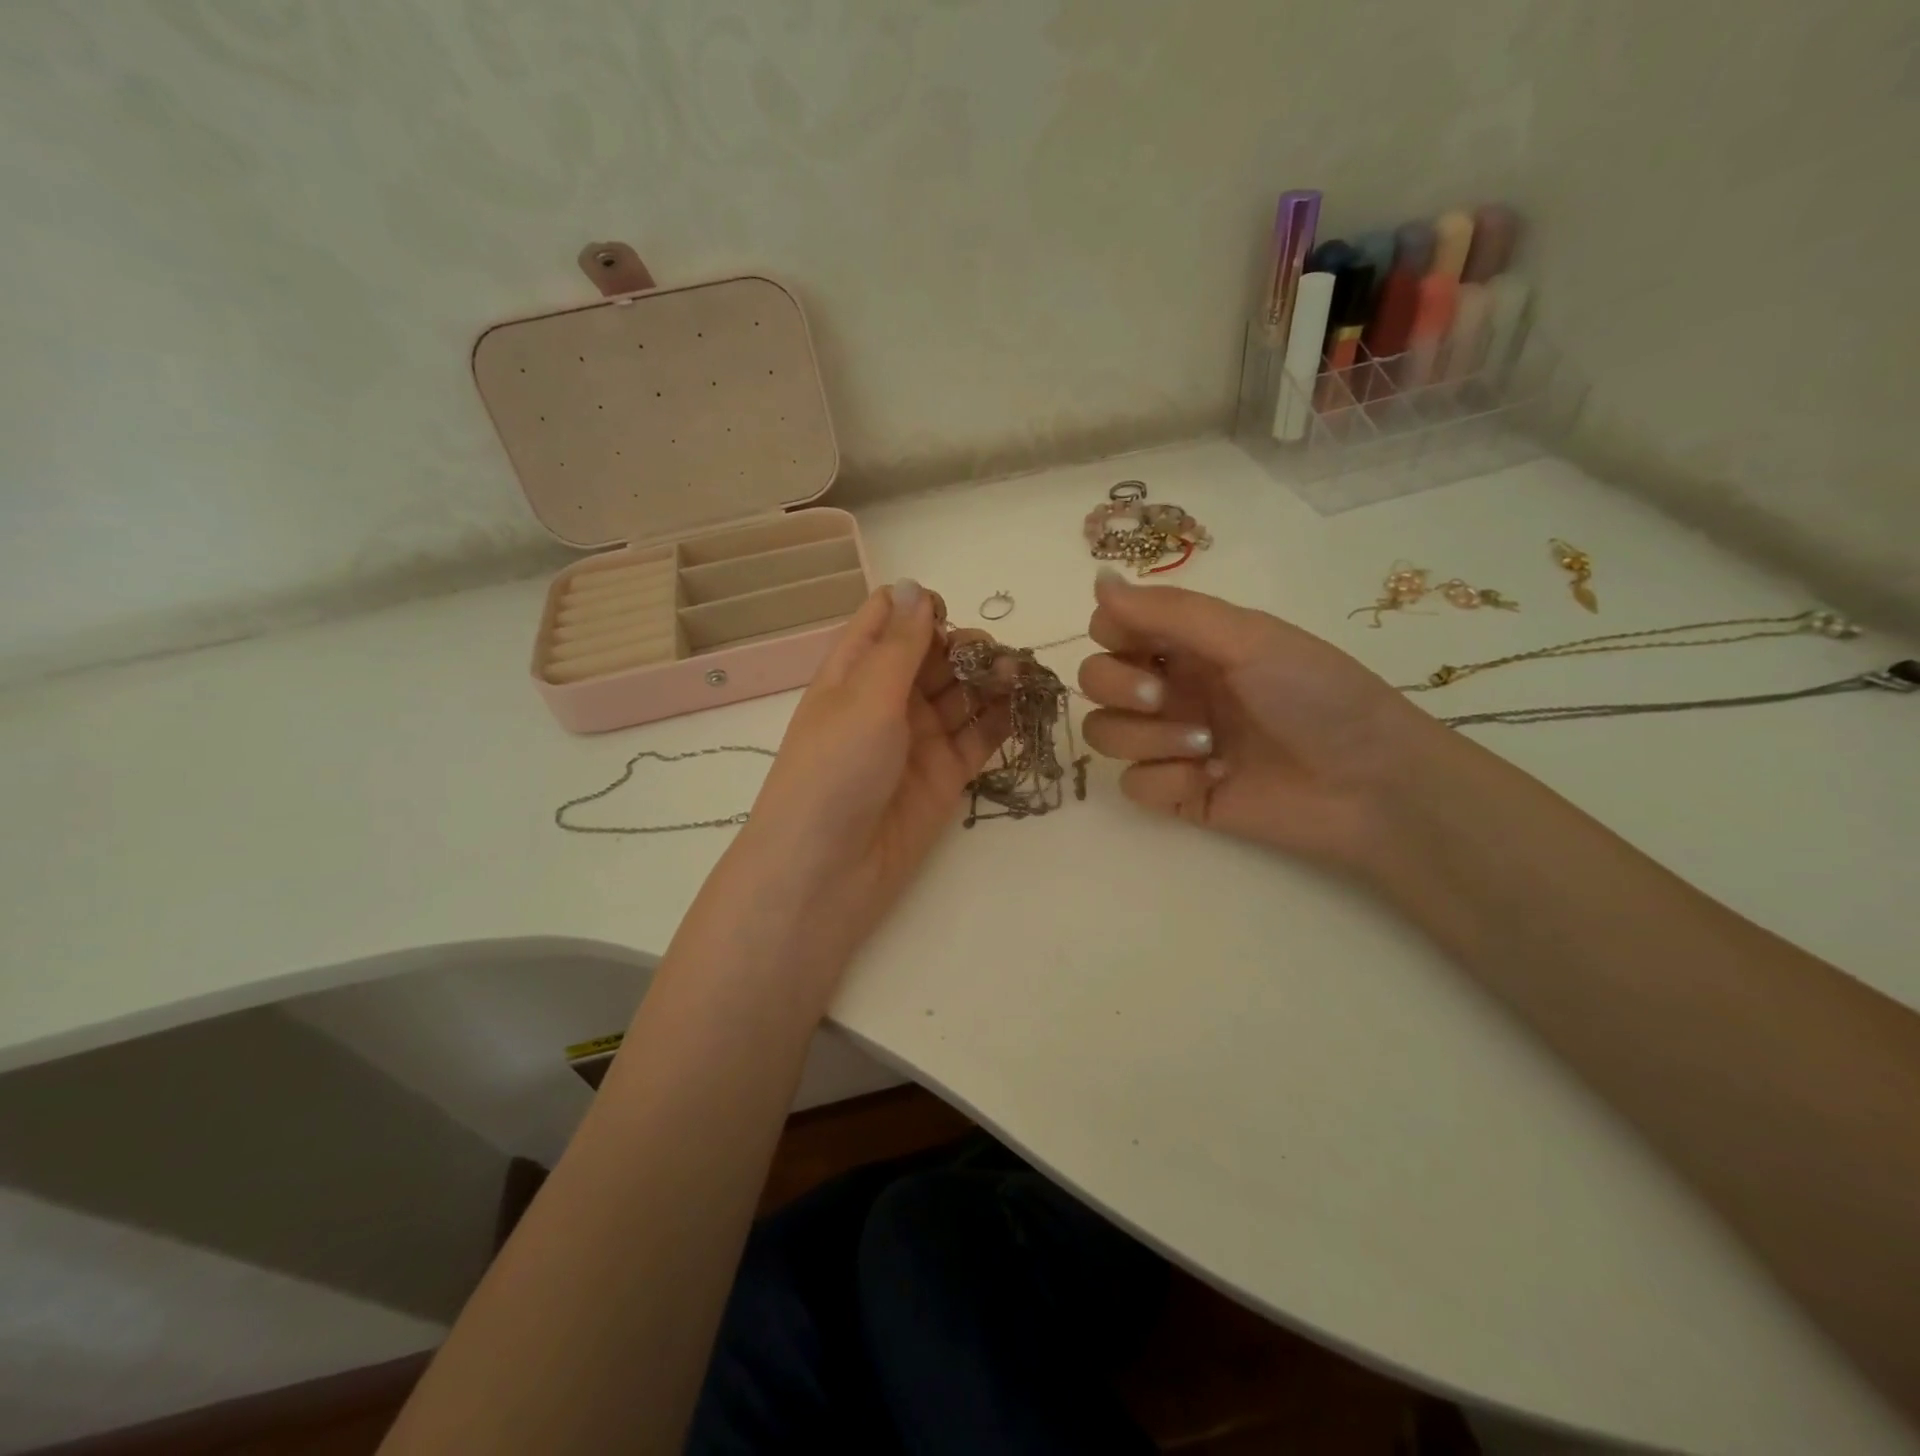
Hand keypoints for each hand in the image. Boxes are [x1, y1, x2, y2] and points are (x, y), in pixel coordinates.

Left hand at [739, 579, 1011, 947]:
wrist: (828, 872)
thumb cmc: (834, 771)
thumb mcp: (865, 698)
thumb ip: (900, 645)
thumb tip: (914, 584)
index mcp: (854, 671)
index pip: (887, 620)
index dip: (919, 608)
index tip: (948, 616)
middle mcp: (887, 699)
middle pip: (934, 654)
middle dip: (966, 646)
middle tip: (994, 658)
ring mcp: (918, 738)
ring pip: (962, 693)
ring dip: (991, 679)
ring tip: (1019, 675)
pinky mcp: (946, 774)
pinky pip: (980, 737)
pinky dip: (1002, 719)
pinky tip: (1025, 705)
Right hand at [1078, 568, 1440, 868]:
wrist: (1370, 785)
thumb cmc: (1317, 697)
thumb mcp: (1247, 638)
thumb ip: (1169, 611)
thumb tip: (1098, 578)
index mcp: (1188, 645)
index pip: (1111, 629)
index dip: (1111, 635)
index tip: (1141, 646)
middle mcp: (1172, 688)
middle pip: (1094, 681)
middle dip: (1118, 688)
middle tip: (1161, 698)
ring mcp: (1170, 742)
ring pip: (1104, 733)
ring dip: (1146, 738)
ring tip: (1206, 746)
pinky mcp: (1175, 793)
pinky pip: (1132, 784)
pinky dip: (1166, 781)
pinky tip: (1212, 780)